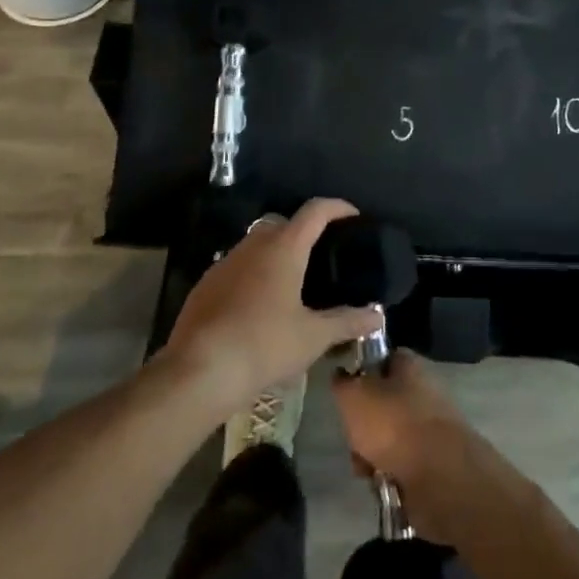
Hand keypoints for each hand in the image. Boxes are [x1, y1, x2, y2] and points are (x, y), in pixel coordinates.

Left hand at [164, 198, 383, 419]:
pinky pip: (238, 266)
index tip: (353, 216)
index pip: (315, 210)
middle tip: (323, 255)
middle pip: (284, 222)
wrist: (199, 370)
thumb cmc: (264, 345)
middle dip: (304, 231)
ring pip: (257, 243)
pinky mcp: (206, 284)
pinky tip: (261, 304)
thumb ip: (347, 321)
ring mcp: (226, 262)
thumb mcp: (313, 337)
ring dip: (277, 252)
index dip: (337, 207)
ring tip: (294, 281)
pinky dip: (254, 273)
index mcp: (284, 247)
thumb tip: (378, 316)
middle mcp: (254, 244)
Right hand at [331, 350, 482, 535]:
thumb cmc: (393, 424)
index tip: (346, 392)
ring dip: (371, 454)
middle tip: (353, 438)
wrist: (440, 476)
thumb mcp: (353, 396)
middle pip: (382, 404)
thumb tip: (342, 377)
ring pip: (388, 438)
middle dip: (362, 426)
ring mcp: (429, 429)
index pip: (382, 359)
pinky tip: (381, 484)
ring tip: (366, 468)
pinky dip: (387, 475)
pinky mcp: (433, 463)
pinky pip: (400, 465)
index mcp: (409, 366)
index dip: (361, 372)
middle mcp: (422, 392)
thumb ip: (343, 384)